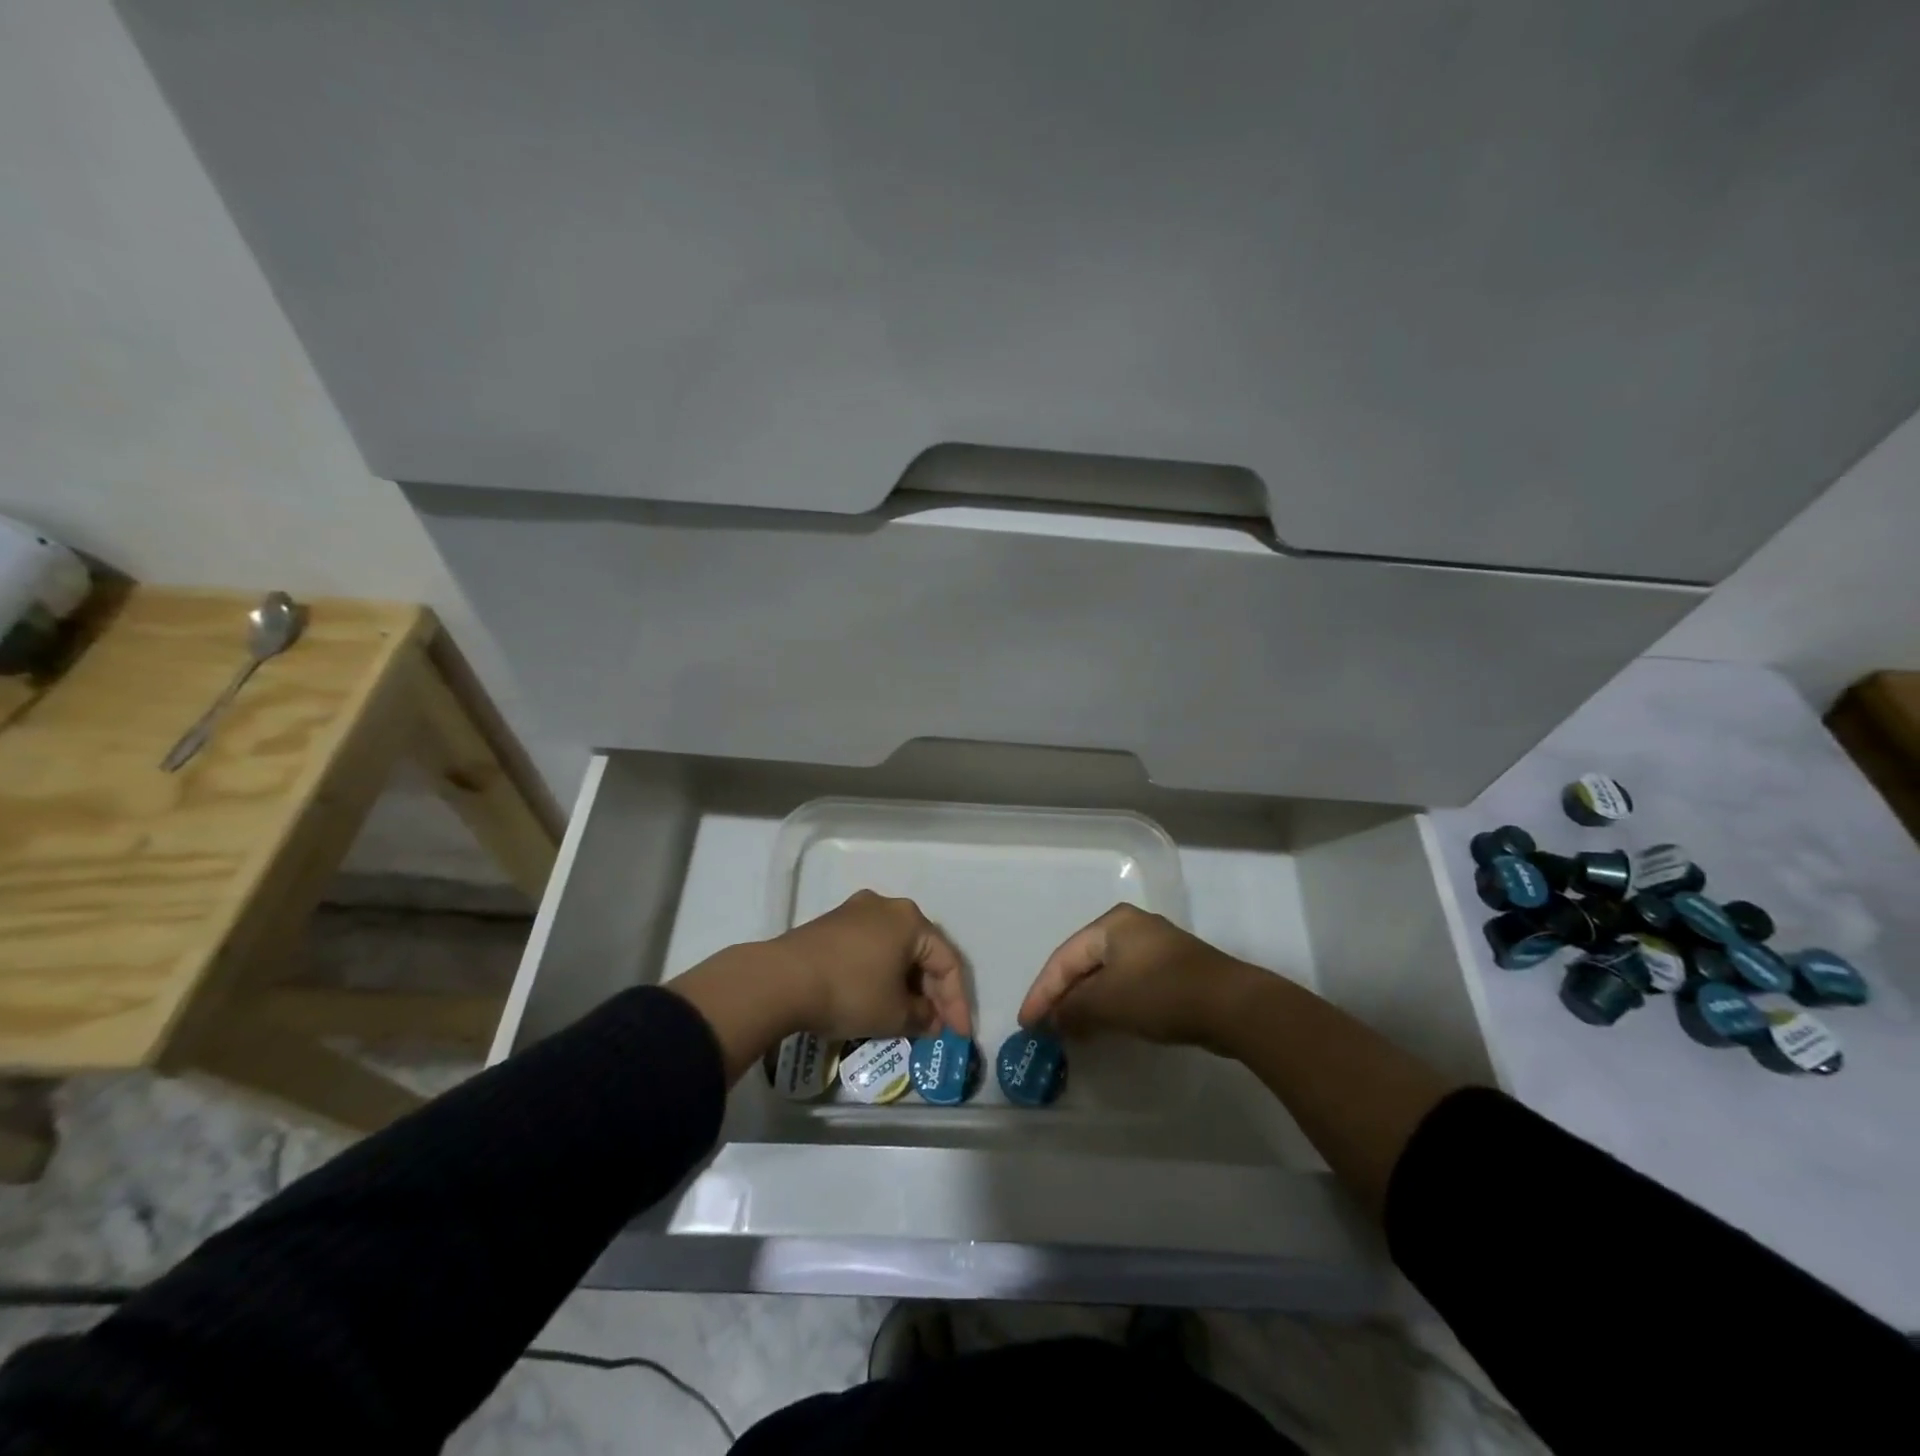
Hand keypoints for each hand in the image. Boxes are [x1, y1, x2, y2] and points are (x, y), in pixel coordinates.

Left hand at [776, 890, 971, 1041]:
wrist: (781, 980)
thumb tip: (930, 1020)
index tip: (957, 1035)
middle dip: (930, 992)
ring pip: (893, 950)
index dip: (956, 1002)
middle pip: (920, 952)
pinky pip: (869, 949)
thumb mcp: (894, 1014)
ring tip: (906, 1016)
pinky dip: (879, 974)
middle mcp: (886, 906)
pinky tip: (876, 999)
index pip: (947, 962)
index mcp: (910, 920)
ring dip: (904, 984)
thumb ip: (922, 1017)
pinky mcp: (830, 925)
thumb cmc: (850, 991)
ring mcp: (855, 912)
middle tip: (934, 1026)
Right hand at [1017, 903, 1255, 1049]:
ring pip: (1106, 976)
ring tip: (1068, 1032)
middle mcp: (1131, 928)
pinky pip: (1128, 985)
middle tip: (1044, 1027)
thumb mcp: (1108, 1002)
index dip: (1042, 992)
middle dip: (1063, 996)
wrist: (1232, 1005)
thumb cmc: (1161, 993)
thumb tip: (1054, 1019)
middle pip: (1084, 963)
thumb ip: (1073, 1009)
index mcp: (1111, 924)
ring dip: (1086, 1003)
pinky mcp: (1173, 971)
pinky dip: (1110, 1004)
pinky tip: (1103, 1026)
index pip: (1064, 958)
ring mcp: (1155, 948)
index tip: (1026, 1024)